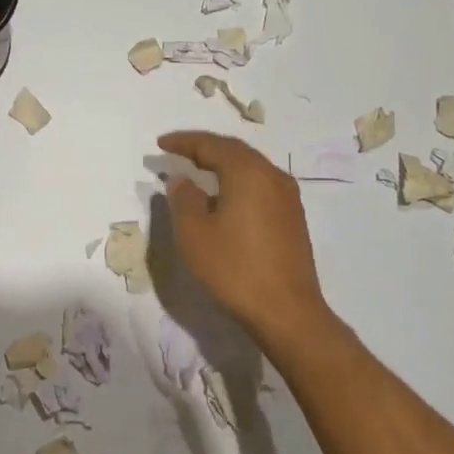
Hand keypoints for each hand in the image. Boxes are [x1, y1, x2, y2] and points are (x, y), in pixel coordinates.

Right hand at [157, 131, 330, 351]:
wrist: (287, 312)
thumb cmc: (234, 269)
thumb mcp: (194, 234)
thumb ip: (183, 199)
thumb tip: (182, 180)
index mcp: (248, 173)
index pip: (211, 145)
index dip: (183, 142)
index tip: (160, 144)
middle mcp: (272, 176)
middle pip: (234, 151)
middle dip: (204, 149)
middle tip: (177, 152)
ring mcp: (287, 198)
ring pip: (250, 168)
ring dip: (222, 165)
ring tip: (198, 171)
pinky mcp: (292, 218)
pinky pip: (260, 186)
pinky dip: (237, 183)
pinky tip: (224, 198)